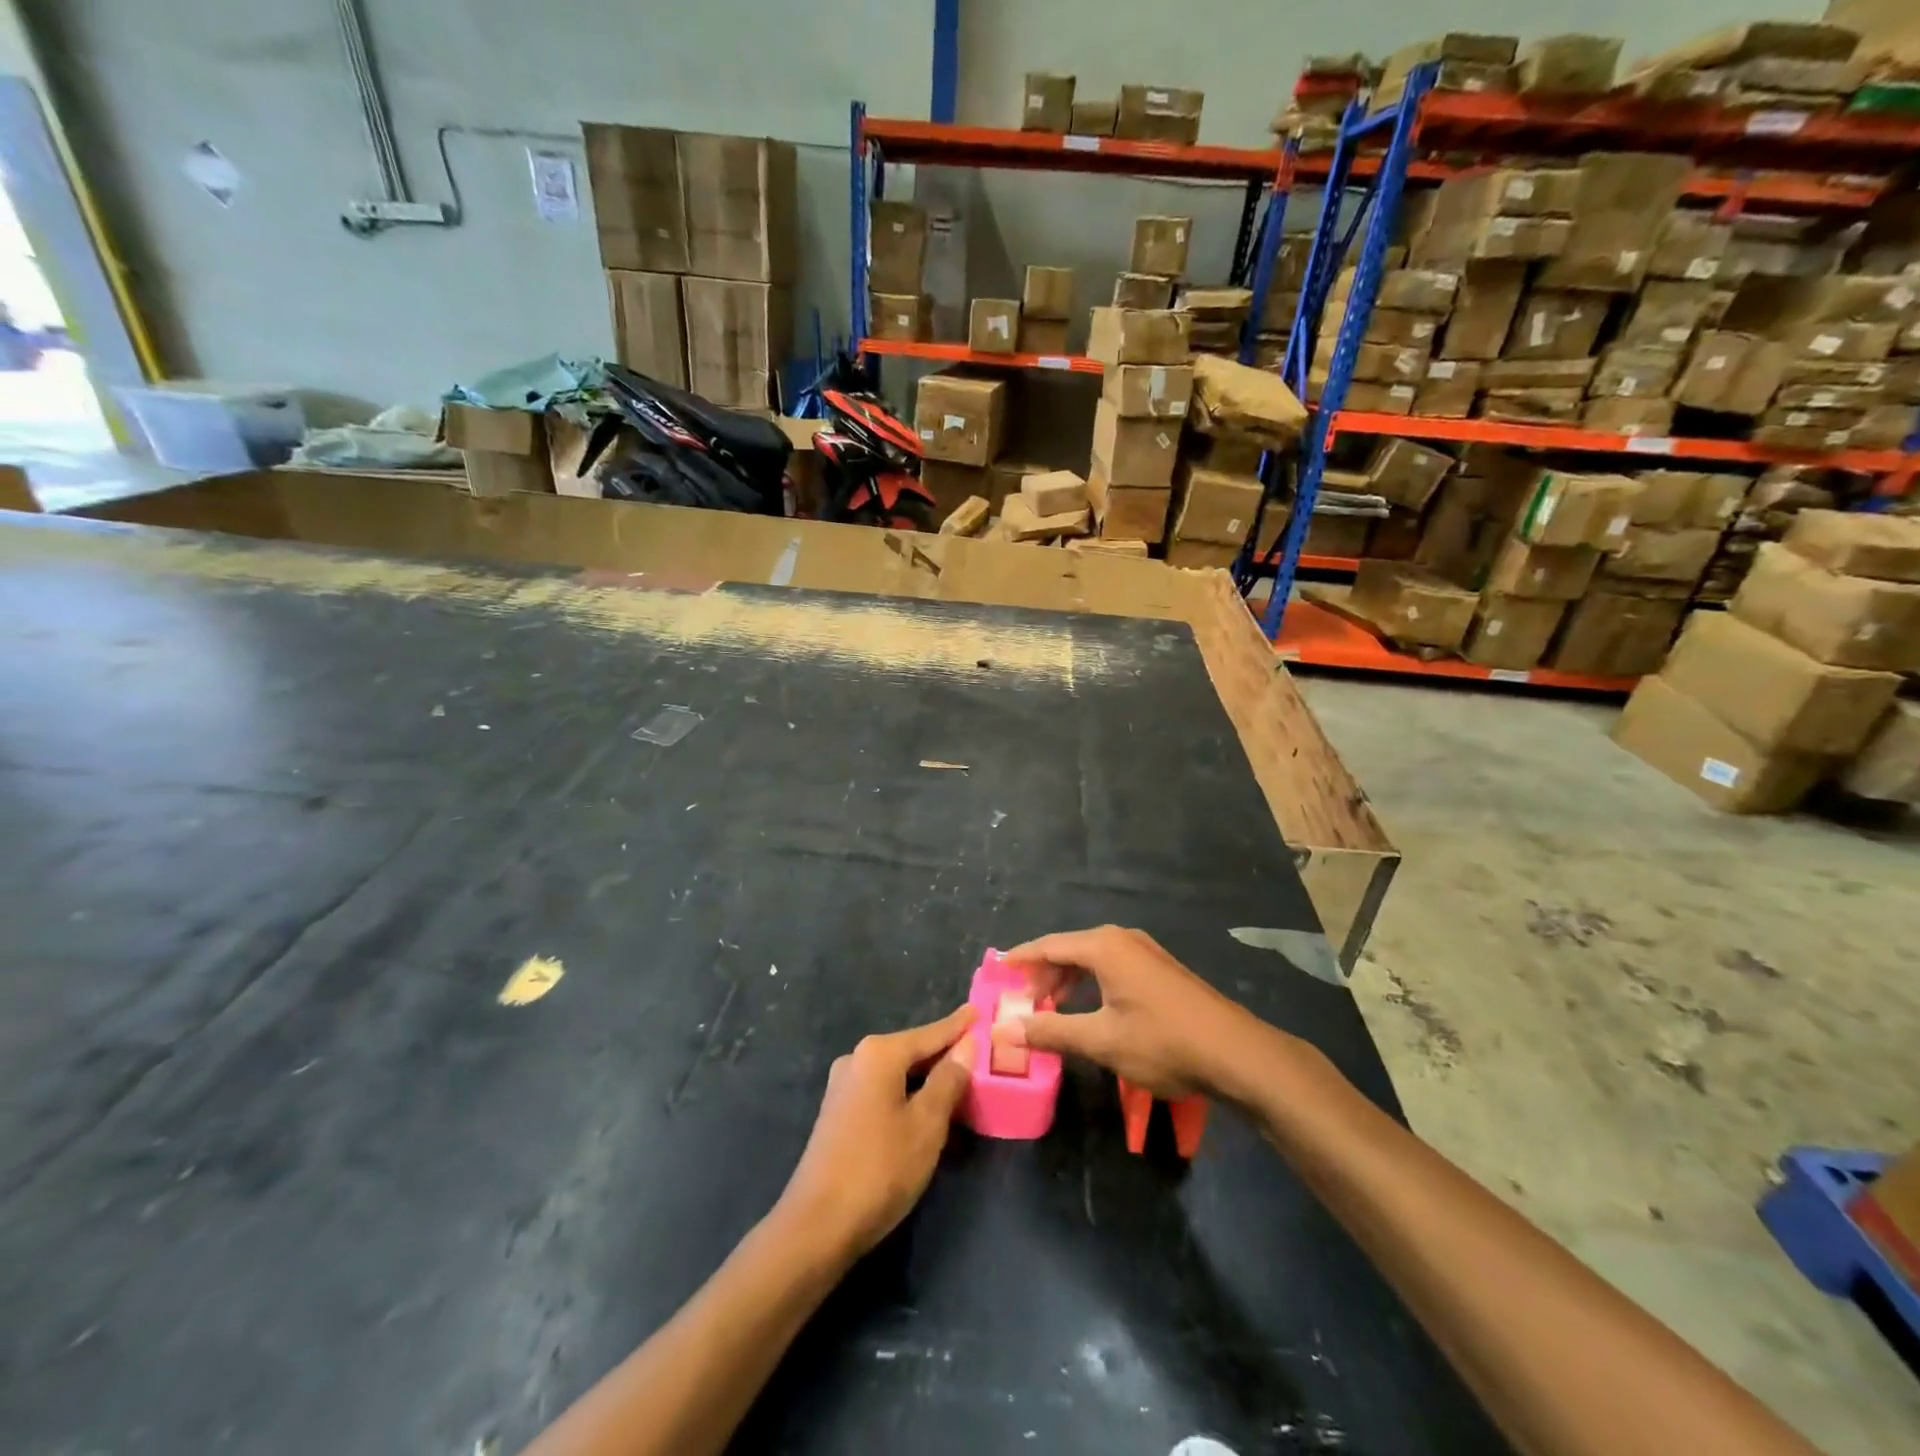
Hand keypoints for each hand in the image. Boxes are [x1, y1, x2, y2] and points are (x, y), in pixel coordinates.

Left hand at [778, 1005, 975, 1258]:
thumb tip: (965, 1046)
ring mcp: (843, 1085)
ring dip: (925, 1076)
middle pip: (911, 1050)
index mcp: (880, 1054)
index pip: (930, 1033)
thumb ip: (948, 1080)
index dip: (957, 1026)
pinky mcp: (838, 1112)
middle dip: (942, 1052)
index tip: (977, 1010)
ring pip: (896, 1072)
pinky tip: (923, 1106)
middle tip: (975, 1050)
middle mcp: (857, 1059)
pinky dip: (906, 1092)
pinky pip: (882, 1089)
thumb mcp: (926, 1124)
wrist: (817, 1225)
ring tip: (957, 1078)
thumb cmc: (880, 1168)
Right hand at [1002, 926, 1256, 1099]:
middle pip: (1070, 948)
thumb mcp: (1101, 1041)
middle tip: (1022, 1000)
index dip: (1021, 959)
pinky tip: (1089, 1009)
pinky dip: (1091, 983)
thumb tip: (1006, 1032)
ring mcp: (1145, 952)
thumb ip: (1051, 1032)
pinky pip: (1112, 966)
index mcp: (1104, 947)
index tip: (997, 971)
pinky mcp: (1160, 969)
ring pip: (1092, 958)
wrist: (1235, 1052)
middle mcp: (1122, 939)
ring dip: (1068, 979)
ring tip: (1049, 1006)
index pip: (1049, 946)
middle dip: (1043, 973)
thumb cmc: (1163, 1042)